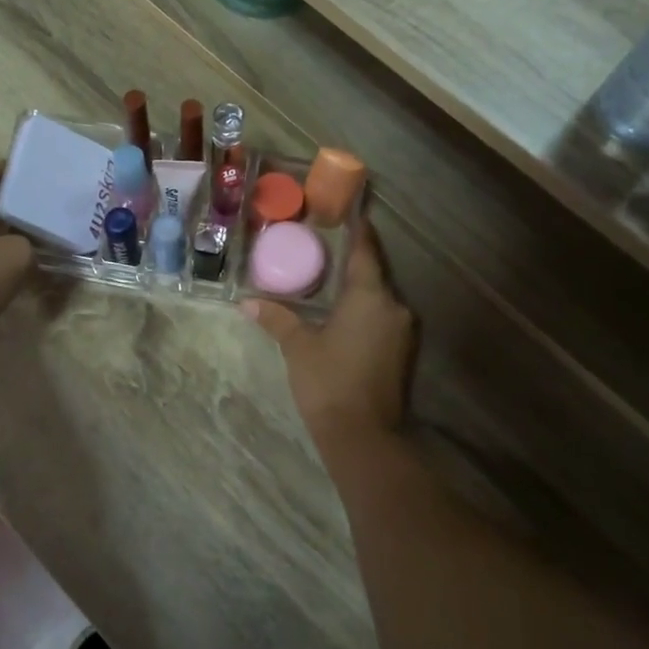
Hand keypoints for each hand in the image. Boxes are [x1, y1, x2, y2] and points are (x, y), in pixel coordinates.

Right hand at [245, 225, 413, 440]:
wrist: (362, 436)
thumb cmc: (328, 382)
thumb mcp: (298, 347)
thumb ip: (277, 318)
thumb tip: (248, 302)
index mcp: (369, 296)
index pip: (365, 251)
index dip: (359, 230)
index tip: (351, 212)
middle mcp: (393, 306)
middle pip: (373, 273)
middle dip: (352, 261)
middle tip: (326, 247)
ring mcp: (401, 331)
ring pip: (378, 297)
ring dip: (358, 288)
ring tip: (329, 278)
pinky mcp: (401, 352)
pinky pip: (381, 317)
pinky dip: (364, 310)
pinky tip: (341, 313)